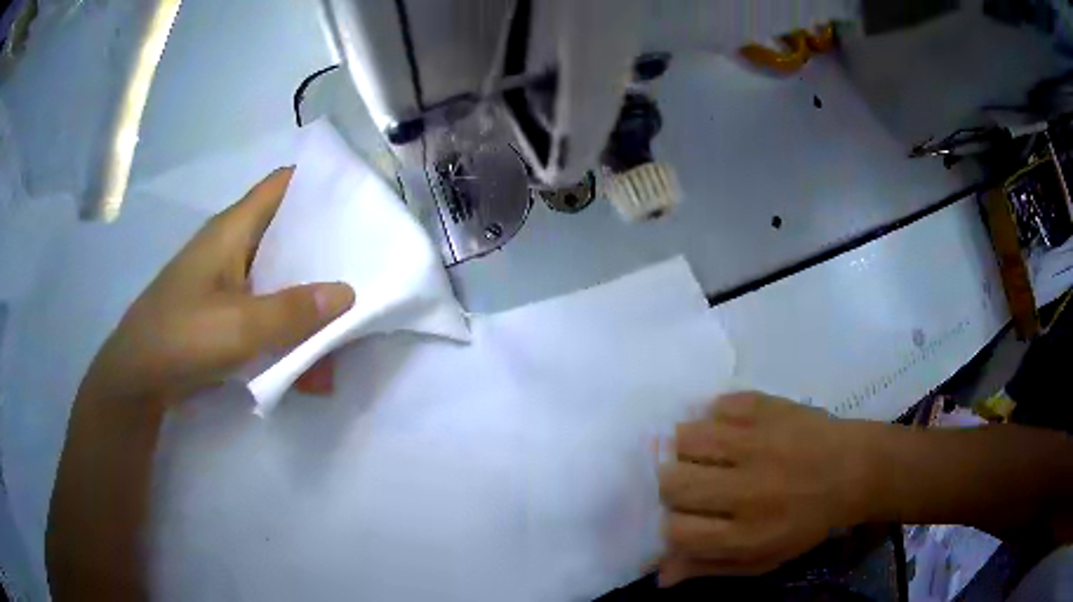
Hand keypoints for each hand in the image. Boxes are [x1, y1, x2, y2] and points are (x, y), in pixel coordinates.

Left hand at [79, 167, 354, 406]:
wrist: (139, 379)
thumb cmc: (181, 337)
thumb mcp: (240, 325)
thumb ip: (293, 311)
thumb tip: (348, 293)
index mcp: (233, 230)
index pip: (282, 185)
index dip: (319, 183)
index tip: (360, 197)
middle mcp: (233, 248)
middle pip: (287, 232)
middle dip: (326, 247)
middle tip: (369, 259)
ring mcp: (228, 282)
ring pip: (280, 276)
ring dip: (310, 299)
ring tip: (349, 319)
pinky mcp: (225, 312)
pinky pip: (267, 311)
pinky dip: (290, 329)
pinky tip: (312, 362)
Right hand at [658, 392, 876, 583]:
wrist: (855, 470)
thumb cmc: (807, 522)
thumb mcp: (763, 559)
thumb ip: (710, 567)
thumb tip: (660, 574)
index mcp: (747, 535)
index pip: (676, 531)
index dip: (671, 525)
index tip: (684, 517)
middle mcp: (748, 490)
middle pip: (674, 483)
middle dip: (672, 485)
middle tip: (692, 482)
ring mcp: (758, 443)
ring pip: (687, 438)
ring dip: (687, 447)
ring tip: (704, 453)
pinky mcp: (769, 408)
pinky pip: (718, 406)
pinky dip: (716, 416)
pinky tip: (730, 429)